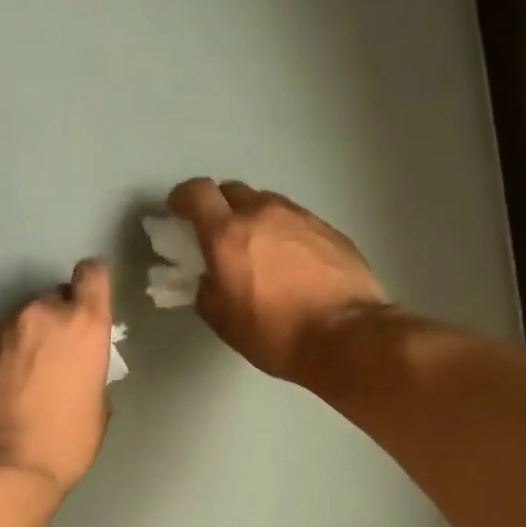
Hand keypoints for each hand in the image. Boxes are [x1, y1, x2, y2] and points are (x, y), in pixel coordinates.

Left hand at [0, 260, 112, 494]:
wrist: (4, 466)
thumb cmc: (66, 440)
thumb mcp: (98, 404)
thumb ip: (90, 368)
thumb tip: (76, 366)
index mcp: (83, 323)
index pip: (92, 274)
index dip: (94, 282)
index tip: (92, 301)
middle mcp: (43, 313)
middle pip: (55, 298)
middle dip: (60, 318)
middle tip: (59, 354)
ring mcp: (4, 328)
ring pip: (25, 318)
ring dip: (31, 335)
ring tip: (29, 374)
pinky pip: (2, 339)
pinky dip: (8, 352)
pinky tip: (8, 385)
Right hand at [166, 178, 387, 380]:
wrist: (346, 336)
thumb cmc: (275, 333)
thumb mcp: (223, 322)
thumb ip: (206, 291)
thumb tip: (208, 280)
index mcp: (227, 233)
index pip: (197, 192)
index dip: (183, 198)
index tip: (179, 212)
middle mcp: (262, 213)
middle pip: (232, 190)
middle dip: (219, 206)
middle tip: (218, 233)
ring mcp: (300, 216)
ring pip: (266, 203)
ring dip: (254, 218)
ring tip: (258, 248)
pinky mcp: (329, 228)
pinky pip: (295, 220)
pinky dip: (284, 232)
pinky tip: (291, 261)